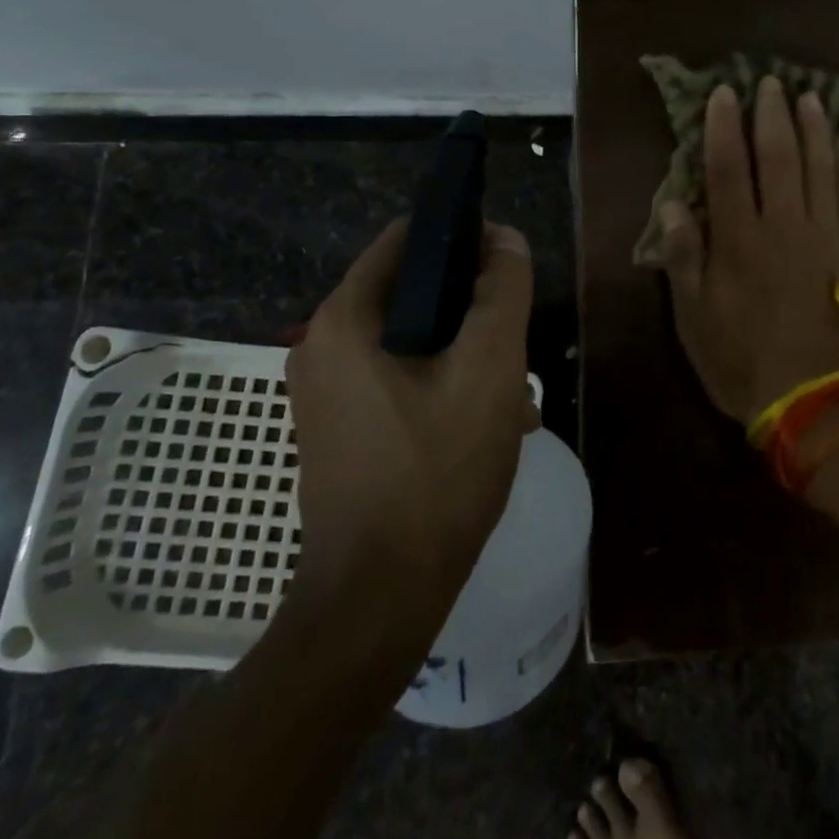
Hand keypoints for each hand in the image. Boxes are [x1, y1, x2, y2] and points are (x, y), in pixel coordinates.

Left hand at [283, 219, 539, 612]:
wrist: (378, 600)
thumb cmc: (436, 472)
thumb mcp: (488, 370)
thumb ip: (502, 292)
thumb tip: (505, 238)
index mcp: (345, 319)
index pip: (406, 238)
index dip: (463, 237)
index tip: (507, 266)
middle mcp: (322, 345)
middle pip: (413, 291)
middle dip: (472, 309)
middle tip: (516, 343)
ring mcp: (327, 392)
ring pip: (412, 339)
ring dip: (466, 352)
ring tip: (515, 392)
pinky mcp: (340, 428)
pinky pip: (399, 379)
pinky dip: (443, 385)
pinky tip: (489, 423)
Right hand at [661, 77, 838, 426]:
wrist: (817, 399)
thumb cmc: (743, 360)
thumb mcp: (694, 318)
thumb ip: (684, 258)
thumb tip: (674, 205)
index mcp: (738, 240)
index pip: (727, 168)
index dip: (722, 127)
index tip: (724, 94)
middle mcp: (783, 225)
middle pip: (778, 156)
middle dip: (772, 115)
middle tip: (771, 82)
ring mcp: (825, 235)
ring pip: (820, 167)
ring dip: (814, 128)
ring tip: (810, 98)